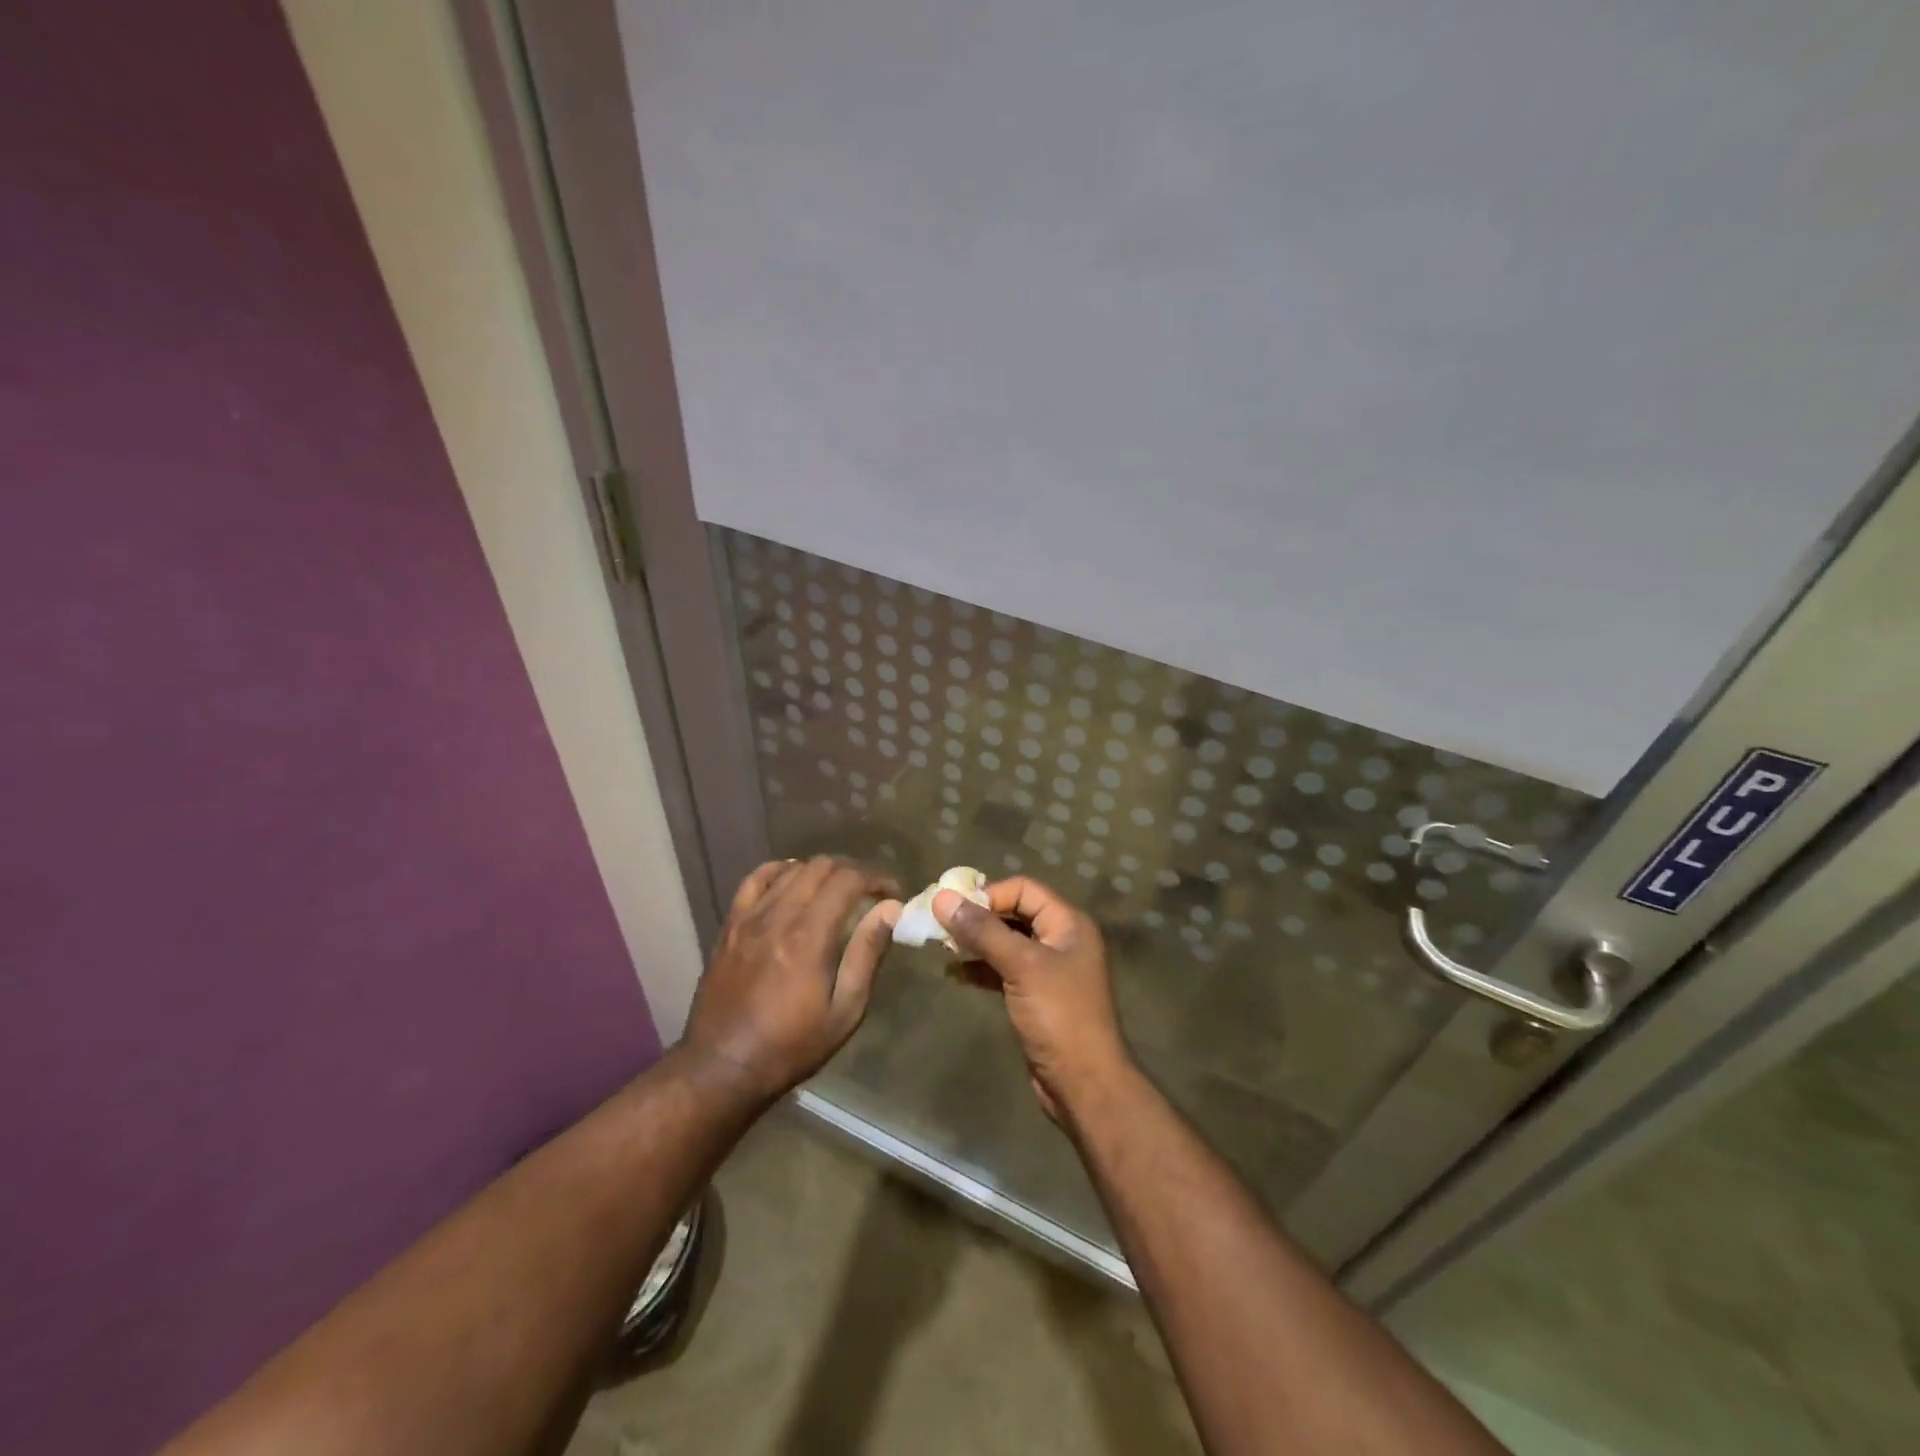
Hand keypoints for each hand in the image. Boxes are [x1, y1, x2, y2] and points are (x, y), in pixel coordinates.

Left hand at [681, 856, 900, 1102]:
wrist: (722, 1067)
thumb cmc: (791, 1045)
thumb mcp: (844, 1011)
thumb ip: (867, 954)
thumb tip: (890, 910)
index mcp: (809, 935)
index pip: (848, 879)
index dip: (876, 877)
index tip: (892, 892)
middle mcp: (778, 915)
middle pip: (821, 866)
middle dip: (852, 871)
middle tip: (869, 893)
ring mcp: (750, 917)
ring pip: (791, 868)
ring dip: (820, 871)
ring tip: (836, 890)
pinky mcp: (731, 924)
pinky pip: (755, 879)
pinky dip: (780, 871)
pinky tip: (793, 881)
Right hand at [933, 877, 1132, 1123]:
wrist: (1084, 1084)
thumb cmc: (1059, 1016)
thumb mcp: (1021, 966)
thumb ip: (983, 931)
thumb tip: (942, 898)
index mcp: (1068, 924)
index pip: (1024, 889)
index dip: (989, 894)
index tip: (954, 909)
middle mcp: (1060, 940)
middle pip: (1014, 913)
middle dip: (978, 917)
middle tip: (941, 924)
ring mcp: (1048, 970)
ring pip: (1006, 943)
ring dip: (975, 943)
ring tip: (941, 946)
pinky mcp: (1035, 996)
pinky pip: (1003, 970)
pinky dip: (980, 969)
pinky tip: (954, 974)